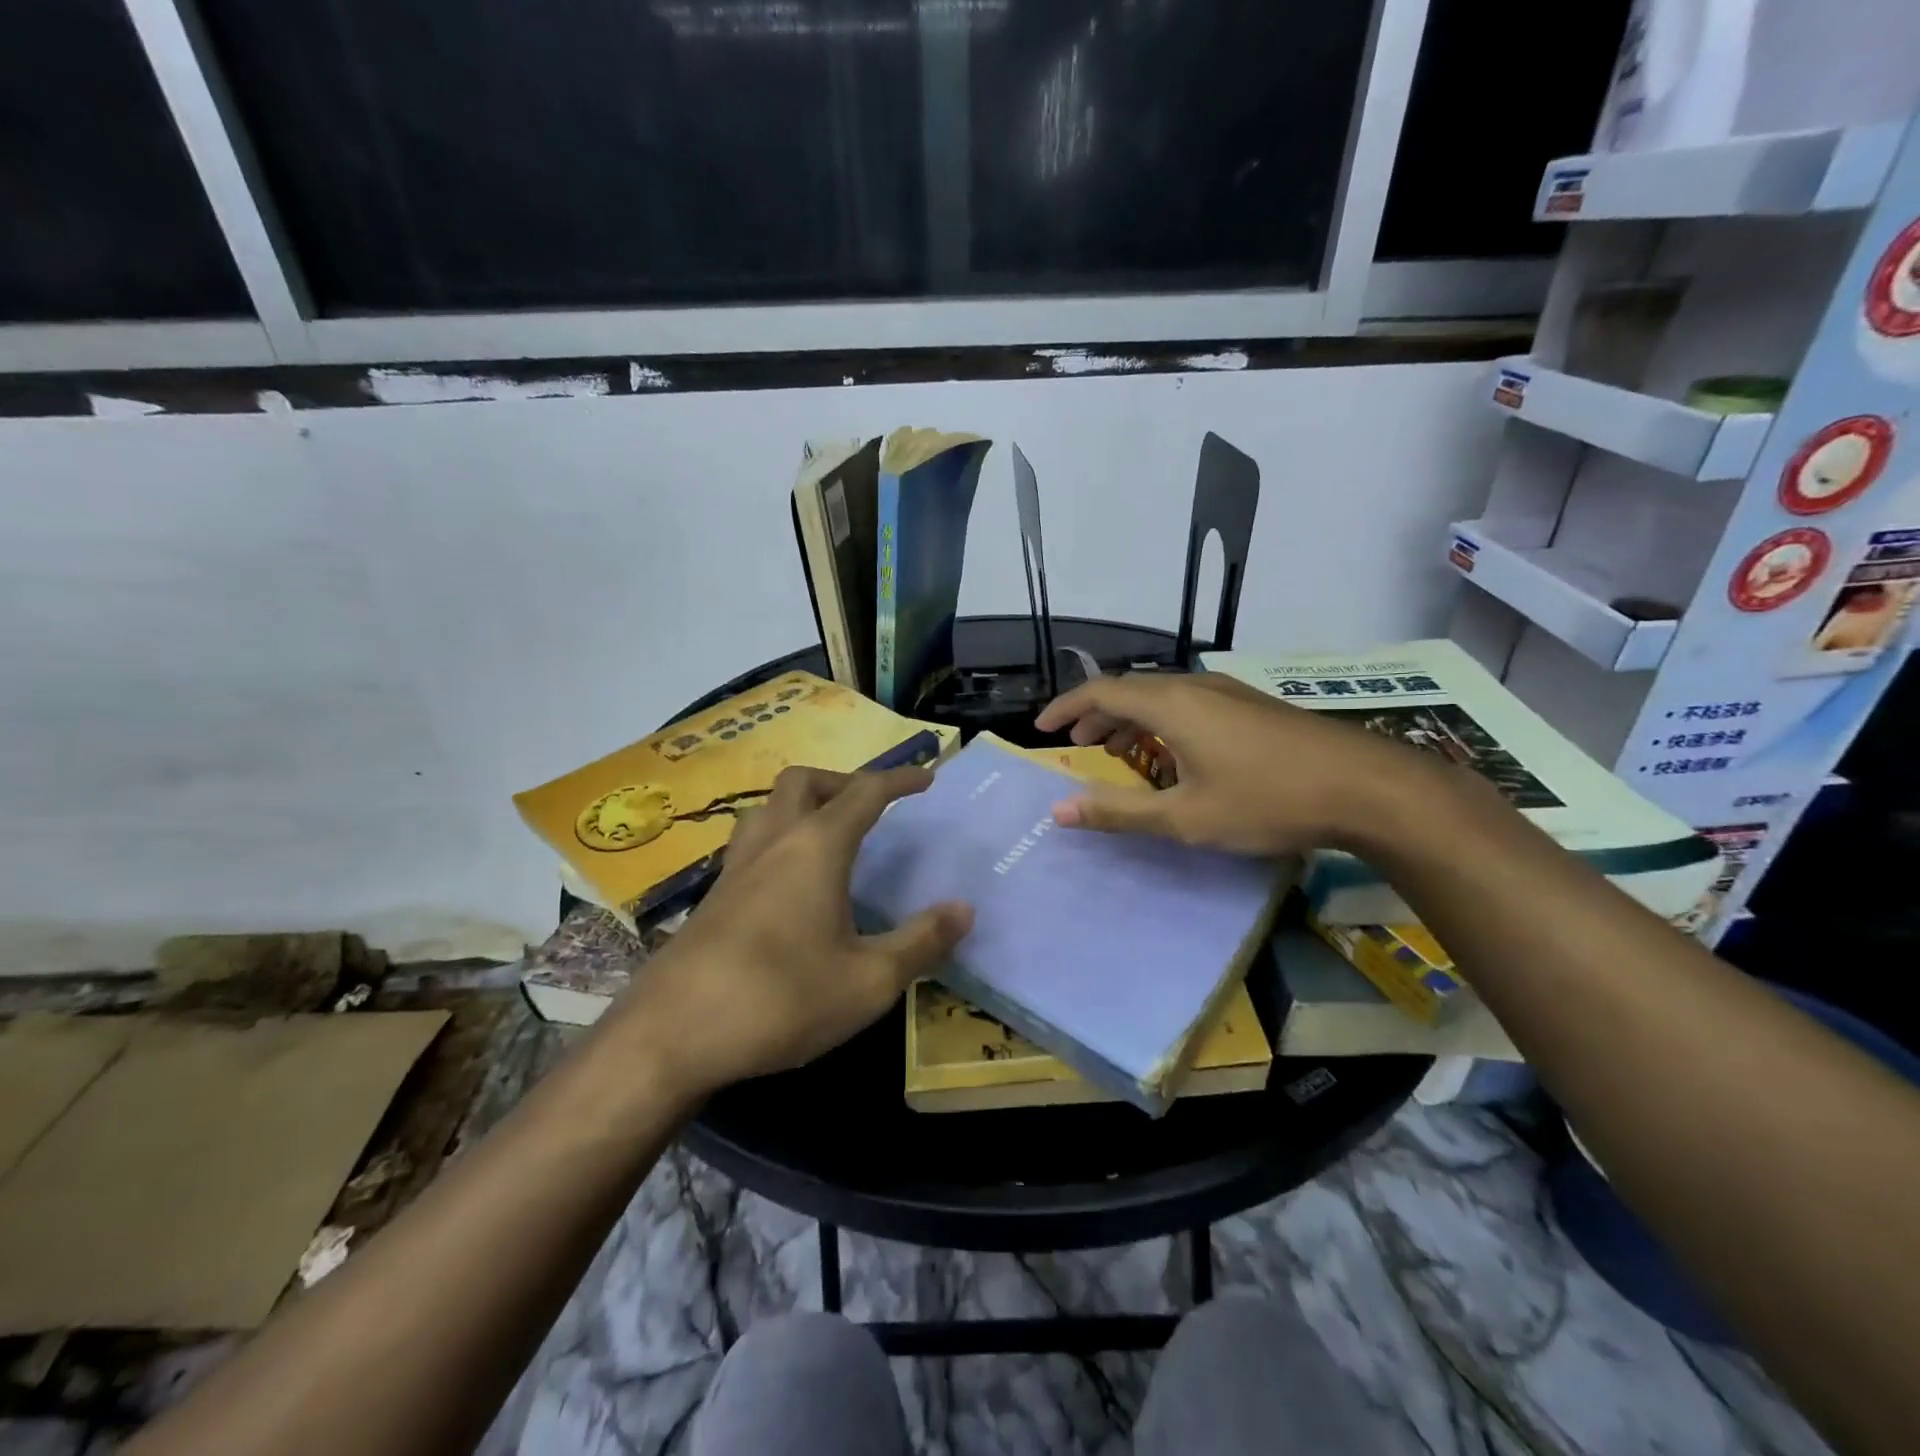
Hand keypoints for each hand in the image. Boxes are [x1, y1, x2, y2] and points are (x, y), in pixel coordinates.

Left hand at [606, 766, 972, 1096]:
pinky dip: (779, 839)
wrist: (670, 1036)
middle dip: (844, 781)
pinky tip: (790, 885)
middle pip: (804, 781)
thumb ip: (921, 942)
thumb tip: (964, 909)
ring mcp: (735, 867)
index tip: (927, 780)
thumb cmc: (781, 999)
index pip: (865, 792)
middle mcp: (773, 842)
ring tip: (830, 836)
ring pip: (769, 807)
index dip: (900, 780)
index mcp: (816, 847)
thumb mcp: (868, 981)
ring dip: (804, 805)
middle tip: (872, 808)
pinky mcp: (713, 896)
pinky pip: (752, 842)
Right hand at [1034, 672, 1426, 855]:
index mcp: (1171, 704)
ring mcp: (1229, 692)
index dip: (1066, 708)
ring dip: (1131, 719)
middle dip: (1097, 715)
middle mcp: (1196, 686)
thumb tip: (1058, 811)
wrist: (1367, 786)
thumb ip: (1119, 812)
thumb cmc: (1267, 800)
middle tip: (1077, 744)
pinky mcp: (1252, 705)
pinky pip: (1189, 703)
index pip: (1101, 692)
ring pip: (1162, 696)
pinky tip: (1174, 753)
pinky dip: (1162, 722)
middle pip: (1130, 690)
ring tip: (1117, 750)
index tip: (1041, 729)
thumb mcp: (1185, 817)